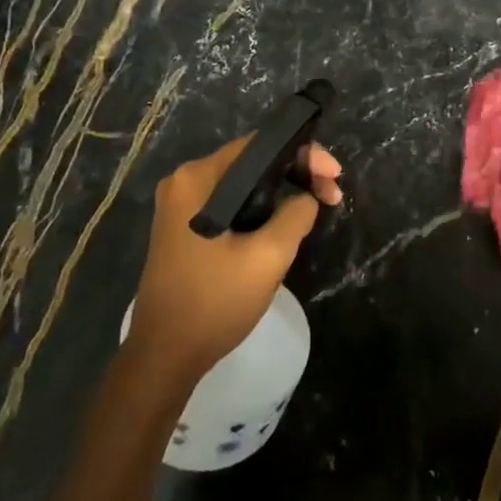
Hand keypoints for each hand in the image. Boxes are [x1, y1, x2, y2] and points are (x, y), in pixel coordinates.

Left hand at [126, 137, 341, 377]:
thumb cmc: (215, 302)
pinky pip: (231, 204)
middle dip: (296, 174)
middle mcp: (184, 182)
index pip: (260, 145)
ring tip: (315, 210)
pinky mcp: (184, 228)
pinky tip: (284, 225)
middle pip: (252, 162)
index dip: (304, 154)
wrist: (165, 354)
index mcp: (198, 178)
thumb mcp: (268, 256)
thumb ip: (296, 214)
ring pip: (244, 185)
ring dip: (281, 193)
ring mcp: (181, 206)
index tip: (335, 178)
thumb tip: (306, 198)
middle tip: (332, 197)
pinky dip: (260, 209)